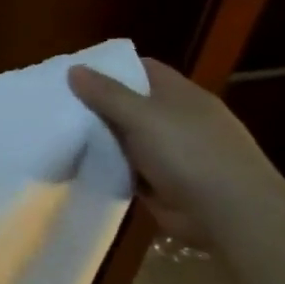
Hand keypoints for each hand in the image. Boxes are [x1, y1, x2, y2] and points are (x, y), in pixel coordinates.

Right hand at [68, 59, 284, 244]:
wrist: (229, 215)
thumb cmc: (189, 154)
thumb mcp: (143, 116)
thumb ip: (106, 94)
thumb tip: (74, 69)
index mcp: (179, 95)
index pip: (142, 69)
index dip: (109, 68)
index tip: (73, 74)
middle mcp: (175, 119)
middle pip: (129, 103)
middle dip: (96, 104)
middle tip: (55, 104)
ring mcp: (169, 152)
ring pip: (124, 138)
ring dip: (97, 138)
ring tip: (56, 133)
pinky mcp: (160, 182)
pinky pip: (125, 168)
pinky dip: (106, 166)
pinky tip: (77, 164)